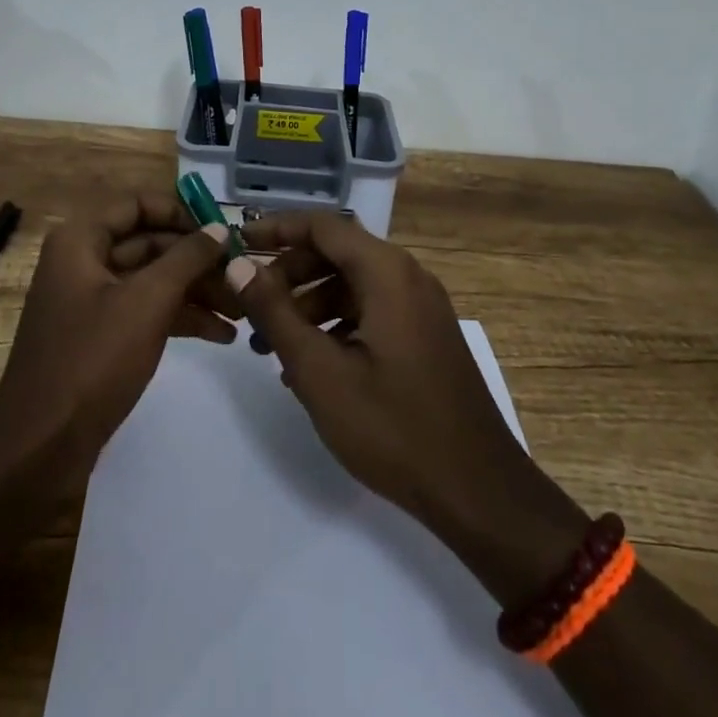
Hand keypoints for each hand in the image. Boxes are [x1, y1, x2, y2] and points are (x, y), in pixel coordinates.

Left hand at [0, 192, 234, 476]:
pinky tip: (222, 334)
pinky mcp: (102, 337)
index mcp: (81, 241)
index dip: (181, 212)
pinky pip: (146, 312)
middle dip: (198, 260)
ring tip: (242, 309)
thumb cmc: (91, 361)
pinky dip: (181, 318)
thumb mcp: (147, 302)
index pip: (138, 204)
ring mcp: (92, 301)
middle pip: (150, 243)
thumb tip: (220, 228)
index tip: (222, 231)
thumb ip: (187, 258)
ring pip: (153, 280)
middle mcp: (84, 262)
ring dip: (197, 291)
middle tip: (242, 275)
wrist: (40, 450)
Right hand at [235, 212, 589, 603]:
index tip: (239, 244)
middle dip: (289, 274)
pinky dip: (336, 324)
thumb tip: (239, 266)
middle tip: (251, 308)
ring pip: (352, 284)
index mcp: (386, 272)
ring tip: (270, 346)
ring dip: (309, 304)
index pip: (322, 226)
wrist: (478, 490)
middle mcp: (407, 276)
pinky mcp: (425, 335)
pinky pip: (372, 310)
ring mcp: (421, 306)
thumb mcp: (320, 371)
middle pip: (337, 253)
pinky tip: (311, 365)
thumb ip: (275, 313)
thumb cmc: (393, 426)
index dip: (277, 229)